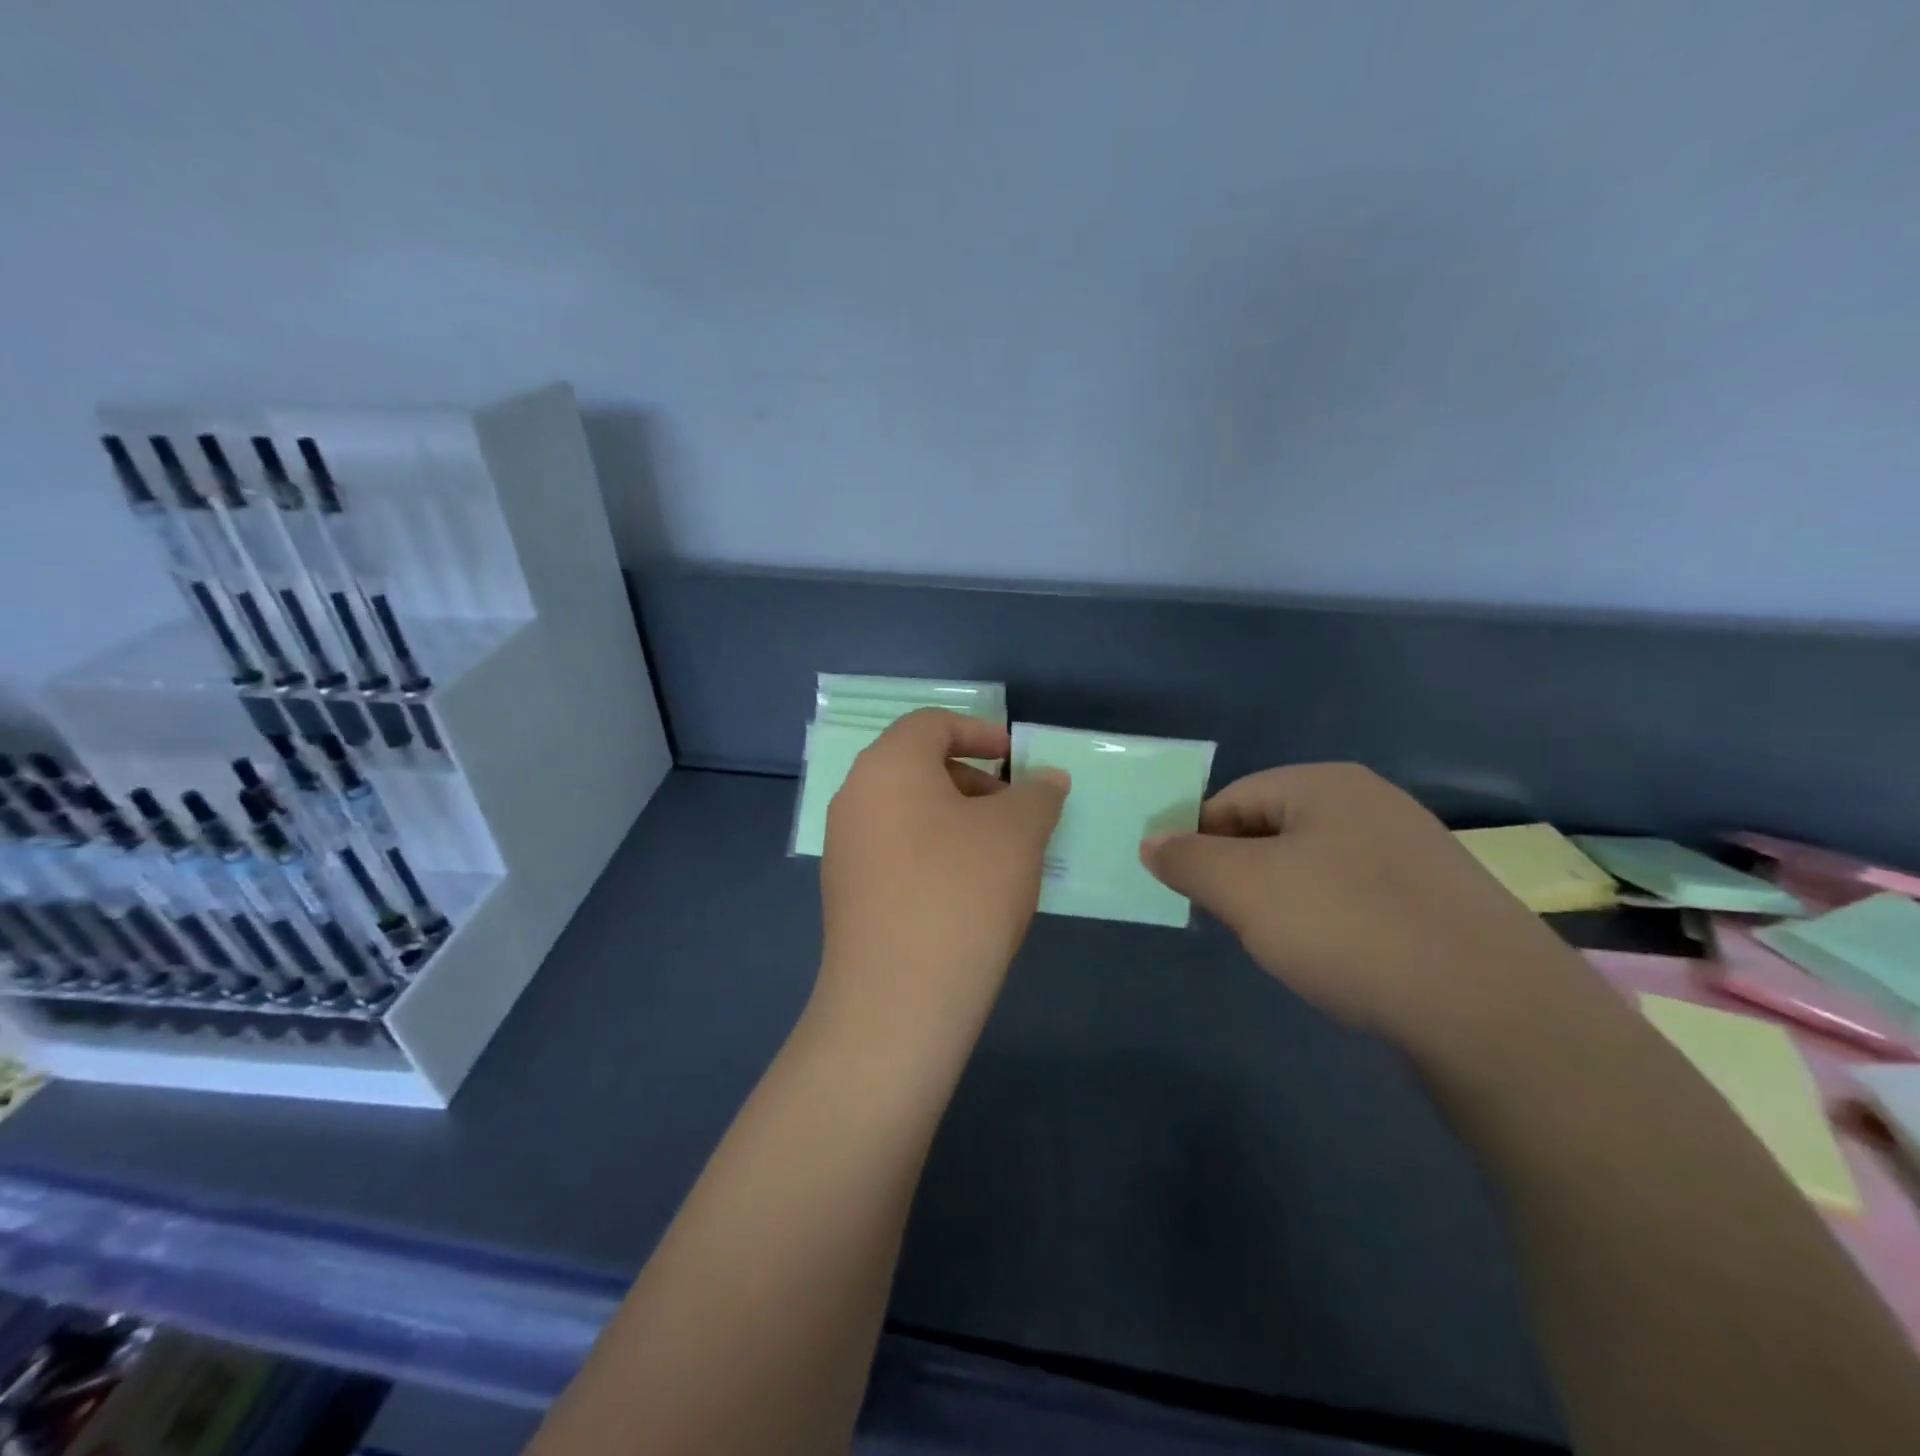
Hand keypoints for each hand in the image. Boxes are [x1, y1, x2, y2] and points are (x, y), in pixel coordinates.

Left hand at [817, 709, 1069, 1044]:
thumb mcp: (1018, 832)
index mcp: (888, 765)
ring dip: (957, 818)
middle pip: (917, 766)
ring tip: (1000, 854)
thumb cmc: (963, 890)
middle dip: (973, 780)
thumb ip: (1037, 794)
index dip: (979, 732)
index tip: (1016, 759)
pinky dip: (934, 851)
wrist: (899, 997)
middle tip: (1015, 811)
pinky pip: (895, 850)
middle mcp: (855, 796)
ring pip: (908, 811)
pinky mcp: (846, 892)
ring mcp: (844, 847)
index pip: (932, 724)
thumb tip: (1047, 780)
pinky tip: (968, 890)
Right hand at [1141, 763, 1587, 1051]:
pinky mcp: (1441, 901)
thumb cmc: (1347, 927)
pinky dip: (1331, 922)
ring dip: (1284, 902)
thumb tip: (1152, 841)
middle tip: (1234, 922)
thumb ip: (1188, 859)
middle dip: (1242, 875)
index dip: (1198, 842)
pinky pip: (1358, 898)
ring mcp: (1415, 851)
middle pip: (1273, 830)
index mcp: (1325, 783)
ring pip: (1314, 867)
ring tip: (1286, 947)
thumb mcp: (1244, 889)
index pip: (1232, 799)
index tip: (1187, 891)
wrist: (1494, 1011)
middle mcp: (1373, 803)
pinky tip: (1339, 960)